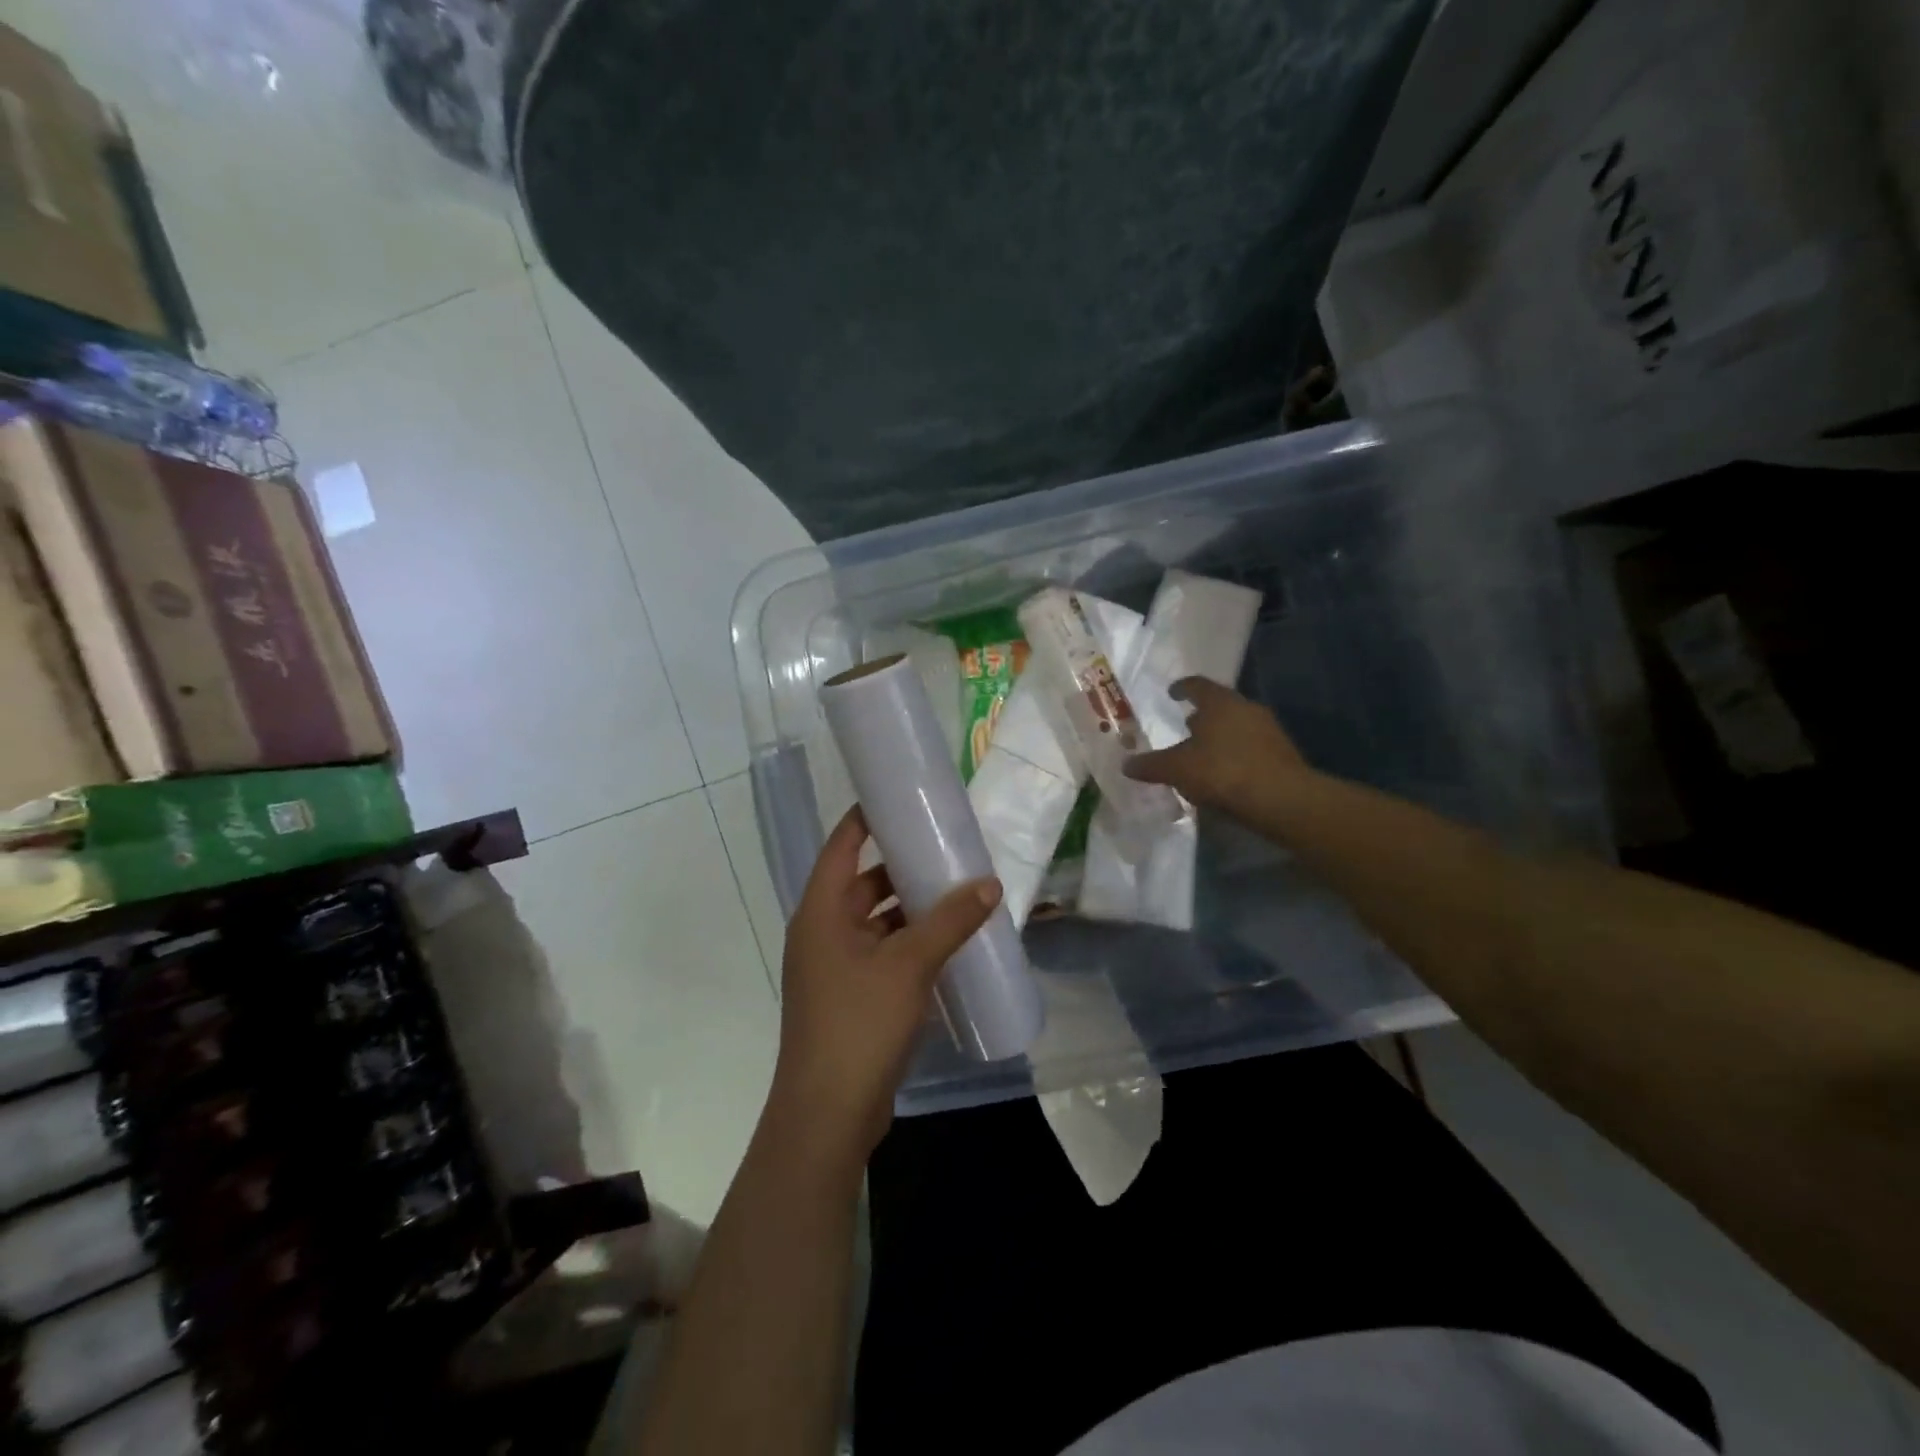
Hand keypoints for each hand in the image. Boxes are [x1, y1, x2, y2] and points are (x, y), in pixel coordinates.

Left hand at [769, 805, 1001, 1170]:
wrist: (828, 1115)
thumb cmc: (858, 1025)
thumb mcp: (909, 965)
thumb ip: (950, 922)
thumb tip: (990, 883)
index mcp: (821, 912)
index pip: (841, 846)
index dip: (866, 819)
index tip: (901, 799)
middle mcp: (823, 932)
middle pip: (863, 883)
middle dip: (903, 868)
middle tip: (947, 849)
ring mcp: (836, 967)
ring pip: (877, 922)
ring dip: (911, 909)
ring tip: (957, 892)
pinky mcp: (852, 997)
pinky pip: (884, 953)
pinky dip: (911, 943)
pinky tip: (949, 942)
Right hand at [1124, 678, 1311, 814]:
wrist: (1281, 799)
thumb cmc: (1222, 771)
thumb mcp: (1177, 769)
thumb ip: (1151, 765)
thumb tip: (1126, 764)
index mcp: (1220, 702)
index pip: (1197, 685)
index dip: (1181, 688)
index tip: (1171, 693)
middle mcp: (1246, 708)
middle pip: (1220, 706)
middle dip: (1202, 715)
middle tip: (1185, 726)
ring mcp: (1268, 730)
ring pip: (1237, 726)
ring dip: (1220, 736)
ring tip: (1202, 753)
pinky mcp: (1282, 754)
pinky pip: (1251, 747)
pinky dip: (1235, 754)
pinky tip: (1224, 773)